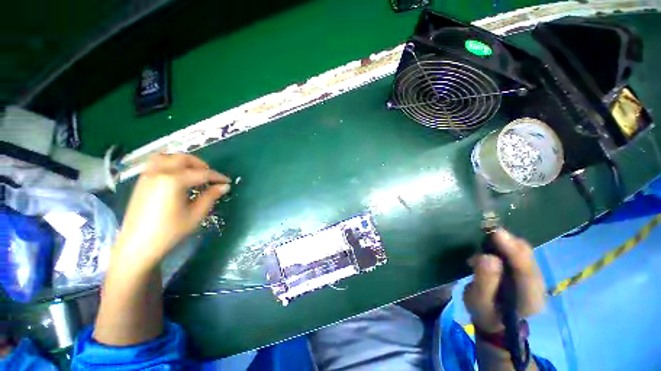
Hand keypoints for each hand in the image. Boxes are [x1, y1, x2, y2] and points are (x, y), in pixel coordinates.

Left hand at [114, 154, 230, 269]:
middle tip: (211, 177)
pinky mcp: (142, 181)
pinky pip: (157, 163)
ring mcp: (147, 175)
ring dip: (183, 161)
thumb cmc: (169, 231)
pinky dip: (170, 163)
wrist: (137, 245)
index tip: (227, 182)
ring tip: (193, 172)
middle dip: (201, 165)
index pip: (202, 173)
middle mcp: (159, 172)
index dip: (217, 177)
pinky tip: (177, 176)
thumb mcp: (195, 215)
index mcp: (173, 181)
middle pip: (183, 159)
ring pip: (167, 157)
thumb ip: (210, 196)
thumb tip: (224, 186)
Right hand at [464, 229, 545, 332]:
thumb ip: (484, 281)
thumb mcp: (478, 301)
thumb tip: (487, 257)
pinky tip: (490, 245)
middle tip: (486, 231)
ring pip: (524, 251)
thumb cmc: (485, 312)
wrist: (494, 320)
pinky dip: (504, 245)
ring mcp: (534, 277)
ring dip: (505, 242)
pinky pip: (518, 252)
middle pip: (528, 256)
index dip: (512, 250)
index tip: (496, 233)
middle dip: (509, 241)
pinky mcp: (526, 270)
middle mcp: (538, 285)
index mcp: (530, 299)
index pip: (526, 271)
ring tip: (484, 239)